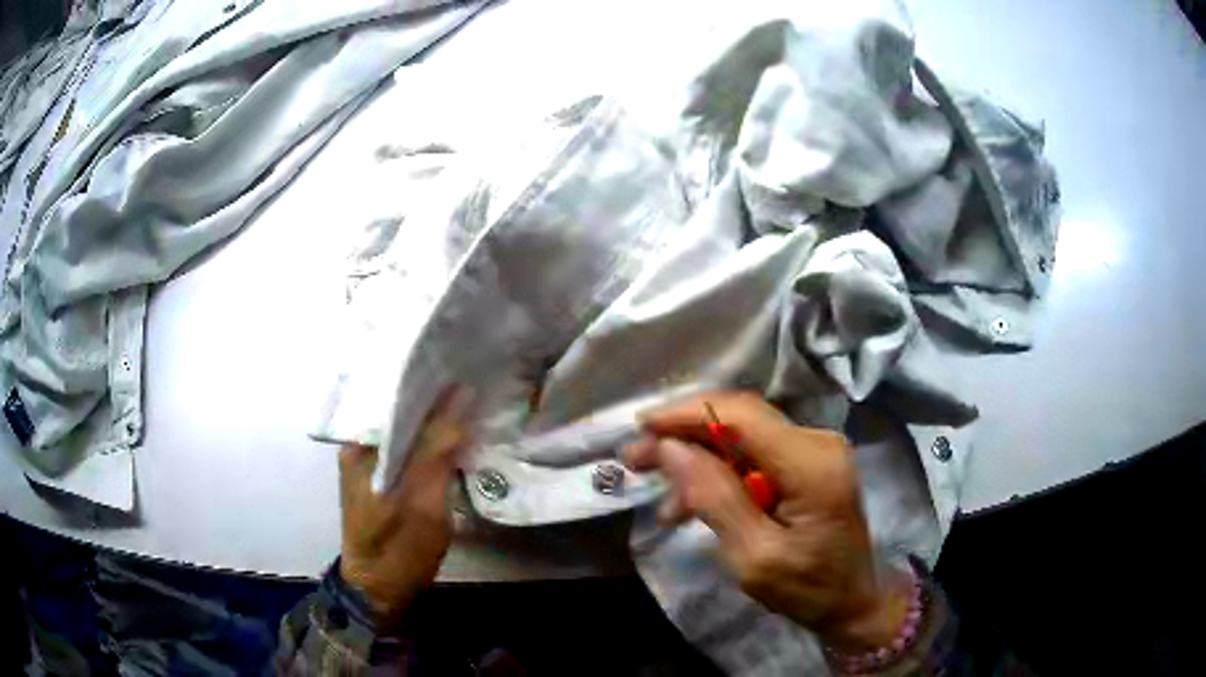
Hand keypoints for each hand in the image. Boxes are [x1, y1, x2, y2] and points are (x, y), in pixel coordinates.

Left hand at [338, 387, 470, 626]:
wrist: (379, 593)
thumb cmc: (398, 551)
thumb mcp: (422, 503)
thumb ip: (438, 450)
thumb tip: (463, 396)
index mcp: (360, 444)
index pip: (395, 397)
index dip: (431, 384)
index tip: (467, 369)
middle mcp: (360, 445)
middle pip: (402, 412)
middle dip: (438, 402)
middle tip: (477, 385)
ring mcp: (371, 463)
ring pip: (408, 430)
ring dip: (437, 422)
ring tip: (473, 404)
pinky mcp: (384, 479)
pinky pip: (410, 450)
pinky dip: (432, 443)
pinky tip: (457, 438)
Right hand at [622, 391, 910, 652]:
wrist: (854, 600)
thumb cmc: (808, 588)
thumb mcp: (754, 558)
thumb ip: (714, 499)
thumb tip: (671, 448)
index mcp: (811, 464)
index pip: (740, 415)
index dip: (686, 414)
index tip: (640, 428)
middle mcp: (817, 442)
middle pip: (739, 419)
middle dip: (684, 435)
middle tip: (636, 459)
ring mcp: (815, 449)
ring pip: (742, 435)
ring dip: (697, 456)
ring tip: (658, 489)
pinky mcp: (809, 463)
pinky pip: (754, 454)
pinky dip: (719, 472)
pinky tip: (691, 502)